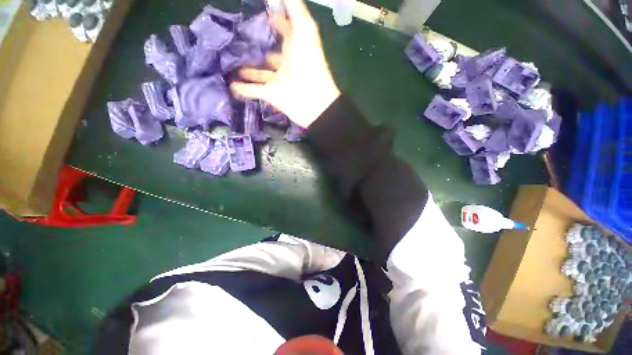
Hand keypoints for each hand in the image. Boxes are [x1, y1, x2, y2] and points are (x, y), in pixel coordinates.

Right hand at [230, 0, 340, 127]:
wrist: (313, 100)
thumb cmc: (308, 62)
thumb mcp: (304, 30)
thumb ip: (295, 11)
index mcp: (296, 44)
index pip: (286, 28)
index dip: (277, 19)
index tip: (261, 13)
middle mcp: (287, 59)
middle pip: (269, 49)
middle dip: (256, 43)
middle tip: (236, 37)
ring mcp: (278, 76)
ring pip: (259, 70)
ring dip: (246, 66)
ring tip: (228, 60)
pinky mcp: (270, 93)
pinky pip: (253, 90)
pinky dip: (241, 88)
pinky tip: (228, 84)